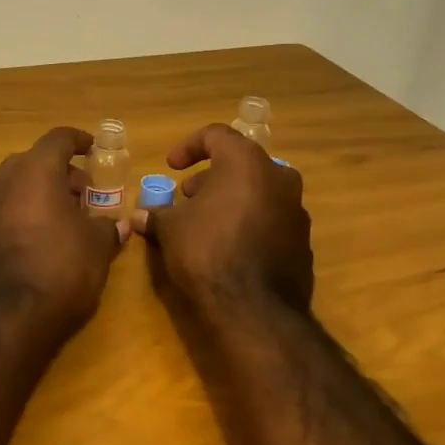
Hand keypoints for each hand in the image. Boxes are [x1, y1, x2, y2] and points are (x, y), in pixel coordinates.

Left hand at [0, 126, 130, 340]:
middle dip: (63, 171)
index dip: (80, 141)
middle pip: (37, 159)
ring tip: (70, 213)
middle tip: (86, 191)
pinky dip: (28, 208)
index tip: (95, 150)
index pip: (59, 138)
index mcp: (36, 168)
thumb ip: (109, 227)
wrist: (10, 314)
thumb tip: (121, 225)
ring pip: (20, 182)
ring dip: (44, 190)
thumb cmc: (62, 265)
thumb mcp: (97, 245)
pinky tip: (48, 232)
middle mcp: (6, 177)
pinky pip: (9, 204)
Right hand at [133, 124, 311, 317]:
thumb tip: (140, 218)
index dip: (189, 147)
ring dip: (232, 200)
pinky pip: (271, 220)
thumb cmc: (206, 251)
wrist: (254, 309)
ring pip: (260, 192)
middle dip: (211, 178)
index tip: (172, 167)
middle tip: (188, 198)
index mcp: (246, 162)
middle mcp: (278, 177)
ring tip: (206, 223)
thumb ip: (158, 215)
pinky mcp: (303, 241)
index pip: (217, 135)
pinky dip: (250, 223)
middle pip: (242, 164)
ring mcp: (296, 210)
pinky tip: (229, 247)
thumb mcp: (171, 229)